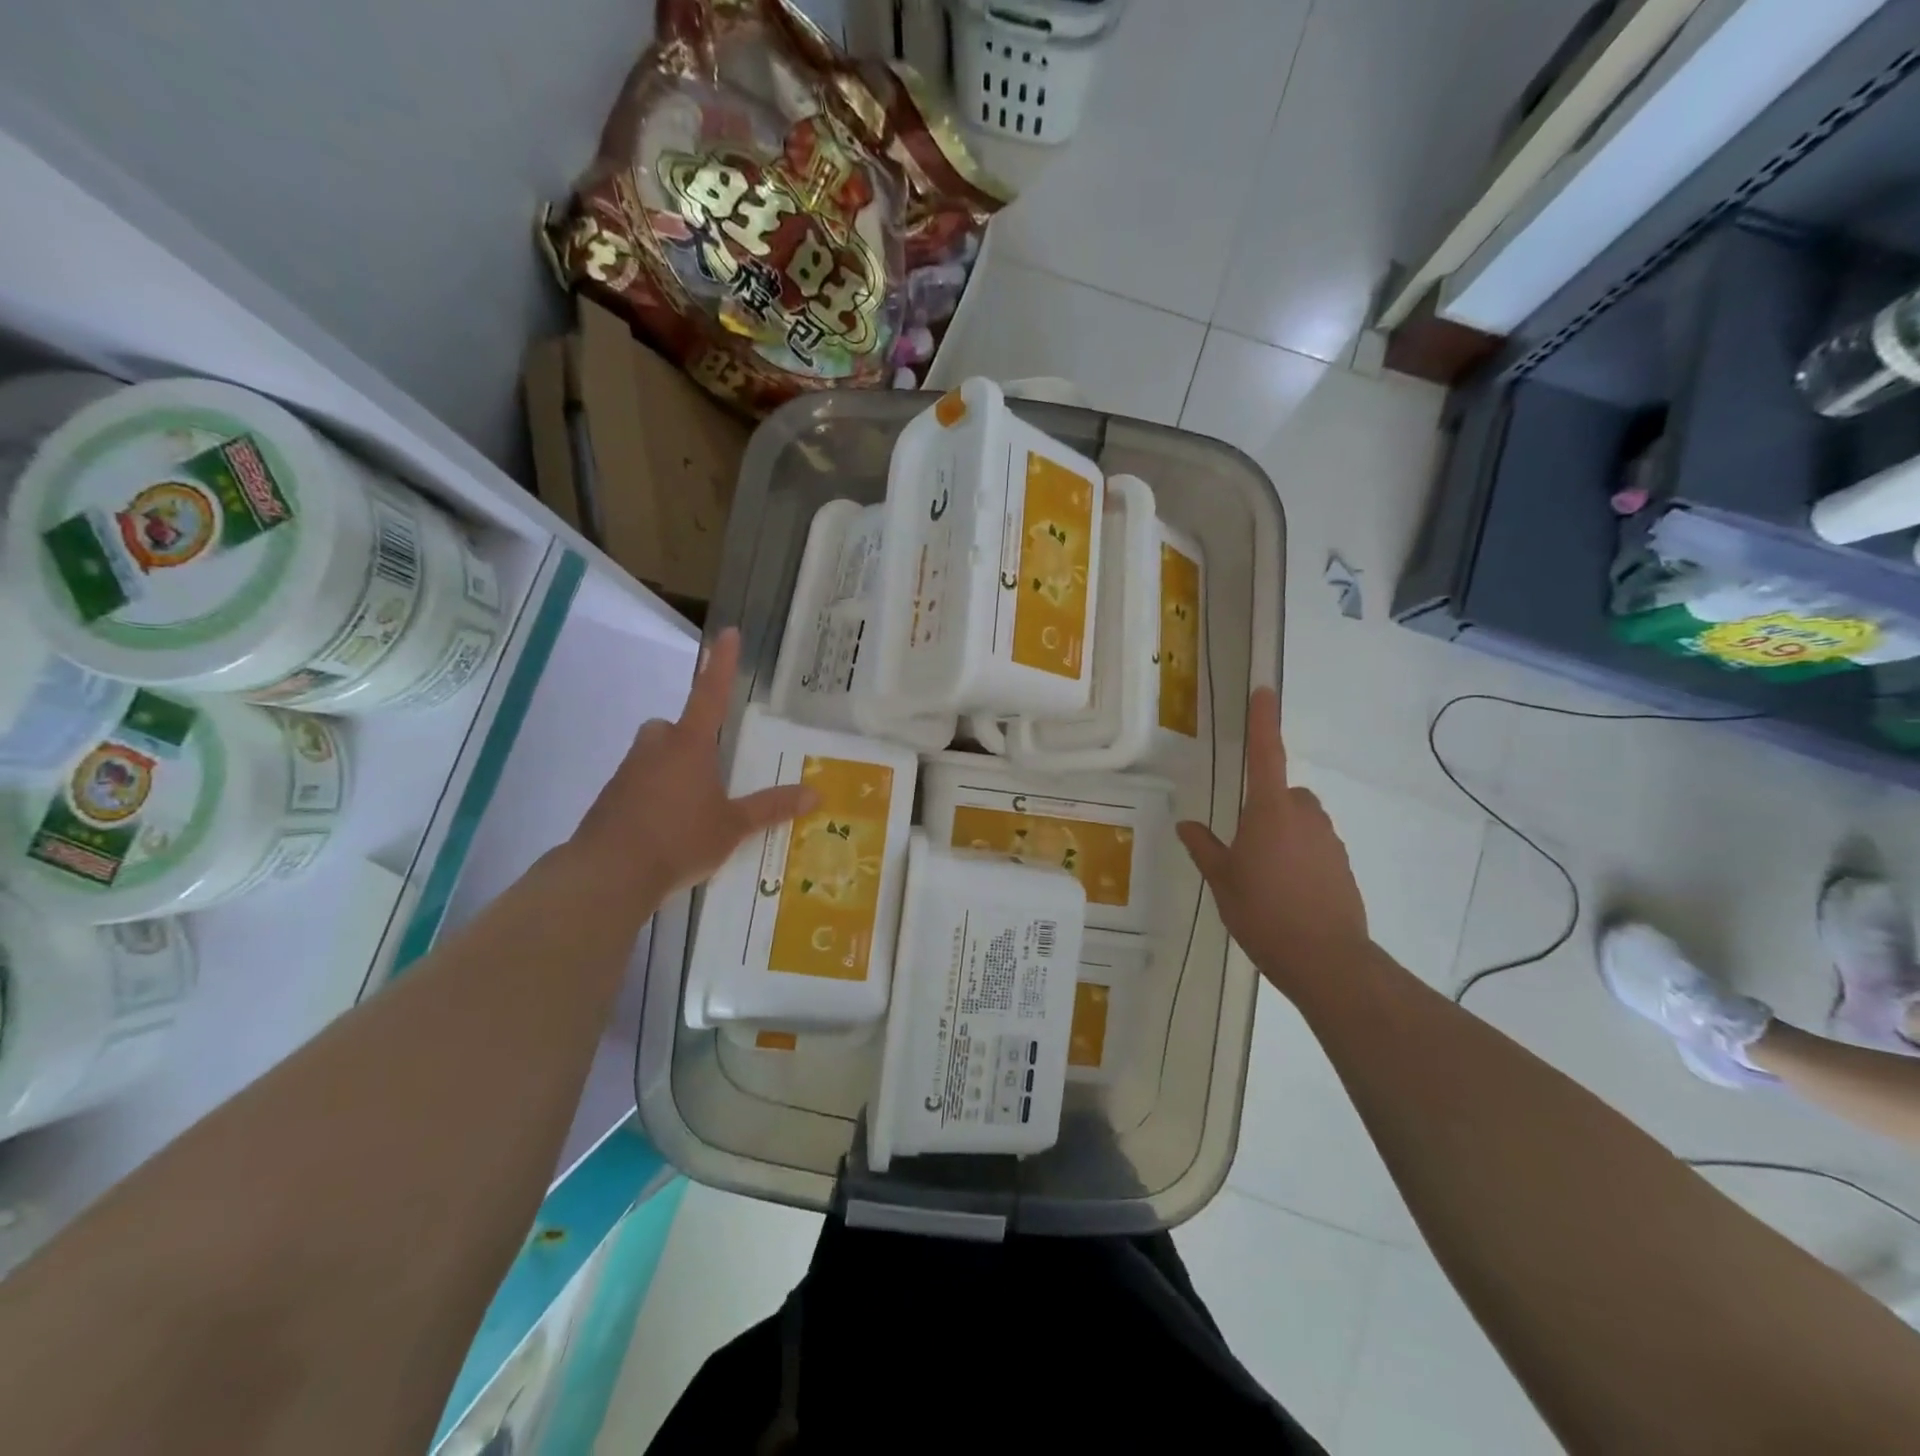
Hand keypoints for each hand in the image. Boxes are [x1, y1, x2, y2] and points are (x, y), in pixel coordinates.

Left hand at [571, 628, 815, 897]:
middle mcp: (656, 749)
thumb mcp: (733, 826)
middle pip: (671, 728)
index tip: (728, 632)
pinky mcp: (610, 799)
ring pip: (653, 756)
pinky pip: (638, 785)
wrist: (608, 874)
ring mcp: (628, 772)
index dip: (722, 663)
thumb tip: (815, 793)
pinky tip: (666, 829)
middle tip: (708, 768)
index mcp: (690, 745)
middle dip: (688, 739)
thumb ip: (771, 807)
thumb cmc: (679, 839)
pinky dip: (652, 797)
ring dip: (670, 769)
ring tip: (691, 809)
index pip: (710, 693)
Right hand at [1176, 687, 1370, 994]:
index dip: (1264, 721)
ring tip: (1264, 877)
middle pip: (1285, 795)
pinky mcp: (1343, 866)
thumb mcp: (1221, 880)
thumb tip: (1186, 825)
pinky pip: (1316, 848)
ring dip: (1284, 835)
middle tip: (1244, 846)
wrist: (1326, 960)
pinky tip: (1287, 894)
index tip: (1265, 690)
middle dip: (1266, 808)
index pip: (1265, 755)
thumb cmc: (1263, 913)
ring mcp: (1329, 841)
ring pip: (1302, 822)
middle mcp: (1305, 816)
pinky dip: (1301, 859)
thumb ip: (1204, 848)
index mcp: (1269, 811)